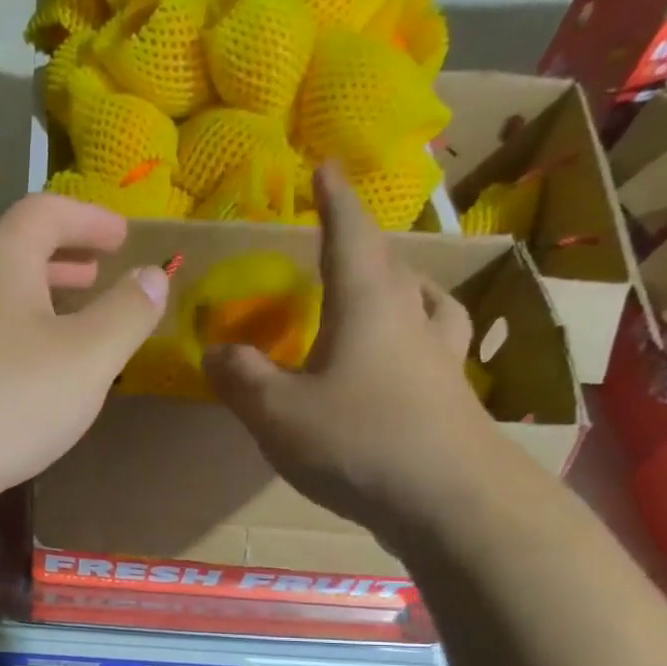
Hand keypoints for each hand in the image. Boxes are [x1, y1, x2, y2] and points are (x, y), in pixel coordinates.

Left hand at [0, 194, 168, 516]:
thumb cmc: (11, 398)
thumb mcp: (88, 355)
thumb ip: (127, 313)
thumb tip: (153, 276)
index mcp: (2, 260)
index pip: (46, 211)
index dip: (89, 218)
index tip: (122, 236)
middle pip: (17, 251)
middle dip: (63, 257)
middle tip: (98, 272)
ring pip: (1, 298)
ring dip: (42, 299)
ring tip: (76, 319)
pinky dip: (24, 336)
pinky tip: (40, 373)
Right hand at [204, 166, 501, 541]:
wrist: (448, 500)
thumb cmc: (357, 441)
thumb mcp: (275, 412)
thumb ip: (240, 377)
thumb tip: (215, 352)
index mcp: (366, 303)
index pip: (348, 234)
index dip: (333, 200)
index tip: (326, 165)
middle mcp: (409, 317)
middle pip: (389, 265)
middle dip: (362, 245)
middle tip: (340, 242)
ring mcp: (440, 357)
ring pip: (424, 303)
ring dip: (401, 288)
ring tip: (383, 295)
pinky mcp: (451, 397)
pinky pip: (432, 347)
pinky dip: (414, 339)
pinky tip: (403, 363)